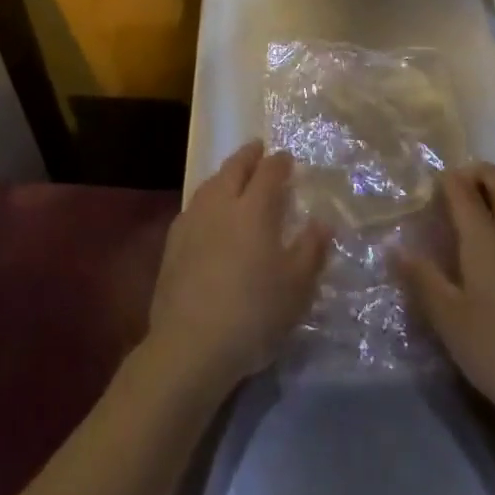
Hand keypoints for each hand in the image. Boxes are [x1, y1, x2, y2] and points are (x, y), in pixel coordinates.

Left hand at [146, 140, 330, 394]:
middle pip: (234, 168)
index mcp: (254, 208)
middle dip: (248, 156)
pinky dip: (207, 199)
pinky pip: (194, 206)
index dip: (279, 162)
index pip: (268, 172)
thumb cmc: (252, 314)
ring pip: (210, 183)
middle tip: (258, 149)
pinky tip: (208, 213)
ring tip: (234, 176)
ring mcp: (193, 220)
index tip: (287, 158)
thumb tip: (322, 222)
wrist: (190, 345)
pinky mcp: (172, 242)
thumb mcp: (296, 288)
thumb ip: (311, 250)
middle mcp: (221, 203)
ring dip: (225, 174)